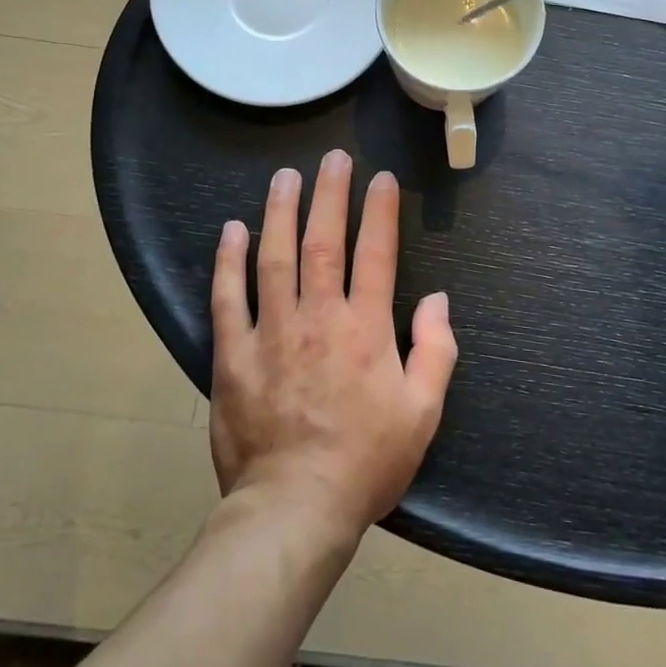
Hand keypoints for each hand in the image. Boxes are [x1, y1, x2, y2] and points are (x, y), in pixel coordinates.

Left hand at [210, 150, 456, 543]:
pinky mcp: (233, 355)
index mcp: (366, 329)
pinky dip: (228, 262)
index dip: (380, 211)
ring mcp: (271, 333)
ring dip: (280, 212)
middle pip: (323, 242)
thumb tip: (437, 299)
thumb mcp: (423, 412)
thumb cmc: (366, 461)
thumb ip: (436, 350)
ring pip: (274, 258)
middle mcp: (318, 318)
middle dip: (330, 195)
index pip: (376, 253)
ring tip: (285, 177)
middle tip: (333, 158)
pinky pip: (228, 299)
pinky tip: (231, 231)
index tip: (381, 179)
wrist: (295, 508)